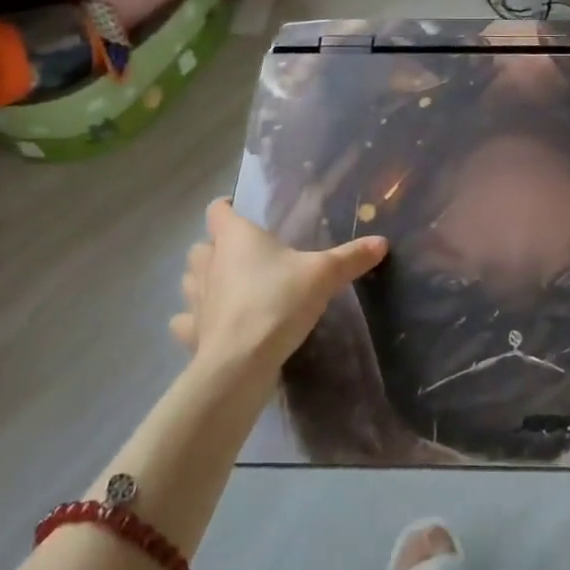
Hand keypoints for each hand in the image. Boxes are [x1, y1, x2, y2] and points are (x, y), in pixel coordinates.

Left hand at [170, 199, 386, 370]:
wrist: (241, 362)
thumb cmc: (278, 302)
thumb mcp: (323, 275)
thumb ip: (351, 257)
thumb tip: (382, 241)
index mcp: (235, 238)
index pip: (218, 210)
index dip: (227, 207)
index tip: (242, 211)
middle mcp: (209, 262)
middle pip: (202, 245)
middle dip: (216, 247)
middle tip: (244, 255)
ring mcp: (196, 299)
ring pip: (190, 280)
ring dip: (203, 280)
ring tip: (228, 287)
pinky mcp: (192, 333)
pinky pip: (187, 321)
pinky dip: (195, 320)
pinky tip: (213, 325)